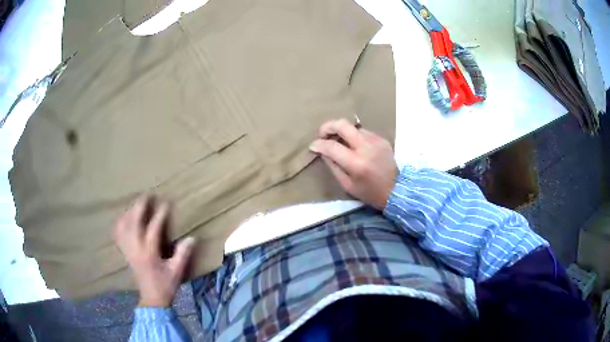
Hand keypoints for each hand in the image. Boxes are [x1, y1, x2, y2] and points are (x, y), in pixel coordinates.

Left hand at [113, 195, 194, 306]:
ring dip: (129, 212)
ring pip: (124, 226)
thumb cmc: (165, 285)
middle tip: (146, 195)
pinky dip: (119, 224)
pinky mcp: (125, 253)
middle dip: (139, 207)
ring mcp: (128, 250)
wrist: (152, 299)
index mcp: (149, 253)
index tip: (165, 203)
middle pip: (134, 223)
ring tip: (136, 204)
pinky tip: (123, 218)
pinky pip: (118, 235)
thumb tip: (192, 238)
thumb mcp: (177, 272)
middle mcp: (136, 249)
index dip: (159, 215)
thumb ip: (183, 255)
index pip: (153, 229)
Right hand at [309, 119, 397, 209]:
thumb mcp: (347, 186)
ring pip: (353, 127)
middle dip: (327, 126)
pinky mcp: (382, 139)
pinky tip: (354, 145)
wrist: (398, 190)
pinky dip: (355, 136)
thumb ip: (333, 167)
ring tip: (339, 141)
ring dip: (342, 132)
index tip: (313, 146)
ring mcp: (375, 141)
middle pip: (343, 125)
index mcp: (356, 164)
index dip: (319, 144)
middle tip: (322, 134)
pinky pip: (363, 132)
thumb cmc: (370, 193)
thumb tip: (323, 152)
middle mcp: (366, 148)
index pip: (332, 146)